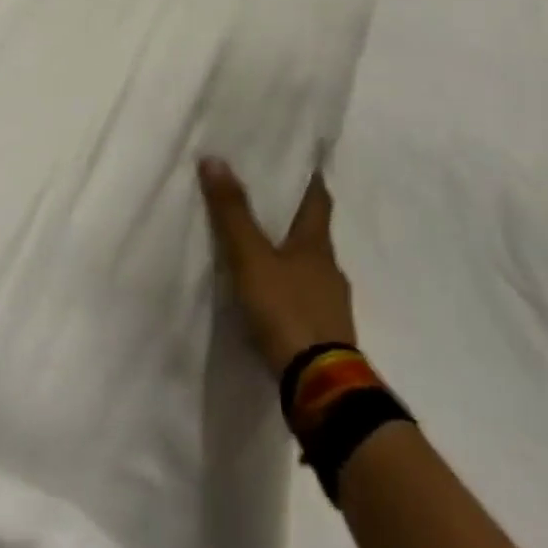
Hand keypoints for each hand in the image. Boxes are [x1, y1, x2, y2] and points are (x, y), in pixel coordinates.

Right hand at [199, 158, 357, 375]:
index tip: (299, 162)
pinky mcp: (326, 334)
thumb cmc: (287, 311)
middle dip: (293, 218)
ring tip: (261, 252)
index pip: (318, 199)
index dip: (309, 179)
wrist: (321, 387)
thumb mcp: (251, 259)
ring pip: (310, 268)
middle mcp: (330, 269)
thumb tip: (215, 159)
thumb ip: (232, 214)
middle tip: (266, 202)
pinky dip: (290, 292)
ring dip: (291, 258)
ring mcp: (332, 304)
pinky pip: (306, 300)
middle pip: (313, 233)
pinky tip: (271, 299)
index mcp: (317, 244)